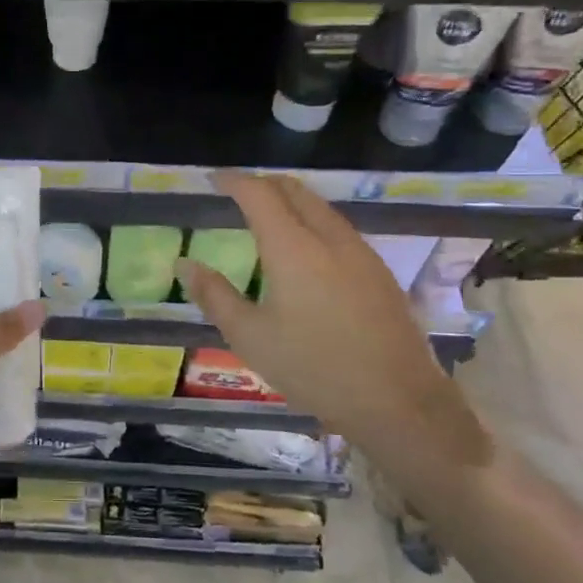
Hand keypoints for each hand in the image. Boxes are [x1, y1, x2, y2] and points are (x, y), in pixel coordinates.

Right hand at [177, 172, 489, 475]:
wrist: (398, 402)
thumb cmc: (313, 368)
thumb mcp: (250, 337)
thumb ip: (214, 295)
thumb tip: (184, 264)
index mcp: (293, 248)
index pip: (259, 194)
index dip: (234, 181)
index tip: (214, 180)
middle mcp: (330, 239)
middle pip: (295, 191)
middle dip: (264, 184)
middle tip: (238, 193)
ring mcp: (361, 254)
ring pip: (322, 208)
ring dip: (292, 201)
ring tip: (268, 217)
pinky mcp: (380, 273)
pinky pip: (340, 228)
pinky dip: (313, 221)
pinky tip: (306, 250)